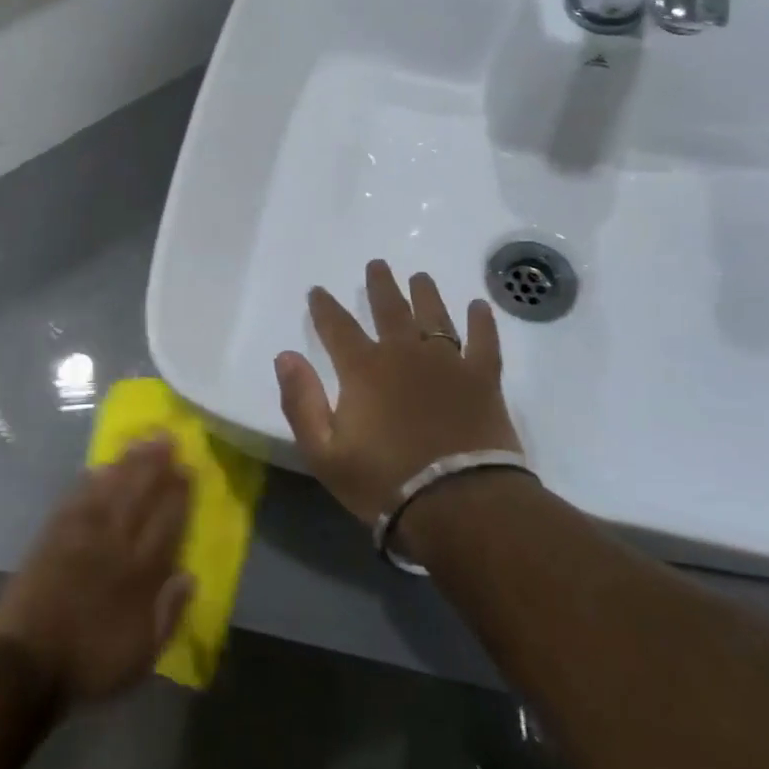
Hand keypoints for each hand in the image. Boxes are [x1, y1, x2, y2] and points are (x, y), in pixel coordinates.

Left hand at [0, 439, 195, 706]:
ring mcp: (80, 538)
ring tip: (140, 441)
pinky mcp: (51, 539)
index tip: (187, 469)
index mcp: (139, 573)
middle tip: (167, 438)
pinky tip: (96, 468)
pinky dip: (86, 483)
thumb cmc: (89, 665)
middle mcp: (113, 546)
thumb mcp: (142, 655)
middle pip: (138, 497)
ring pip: (108, 491)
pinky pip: (73, 502)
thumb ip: (168, 614)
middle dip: (155, 466)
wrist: (26, 668)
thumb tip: (189, 575)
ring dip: (126, 464)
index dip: (178, 495)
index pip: (166, 524)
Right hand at [276, 260, 522, 525]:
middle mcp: (405, 354)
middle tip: (377, 265)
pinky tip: (479, 307)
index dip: (324, 307)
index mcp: (364, 370)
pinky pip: (483, 341)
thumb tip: (285, 356)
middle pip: (389, 309)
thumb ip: (301, 401)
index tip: (318, 290)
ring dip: (425, 294)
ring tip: (420, 278)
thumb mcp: (323, 452)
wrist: (458, 504)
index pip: (337, 327)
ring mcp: (448, 363)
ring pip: (434, 316)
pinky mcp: (483, 379)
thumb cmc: (384, 482)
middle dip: (379, 286)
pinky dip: (481, 322)